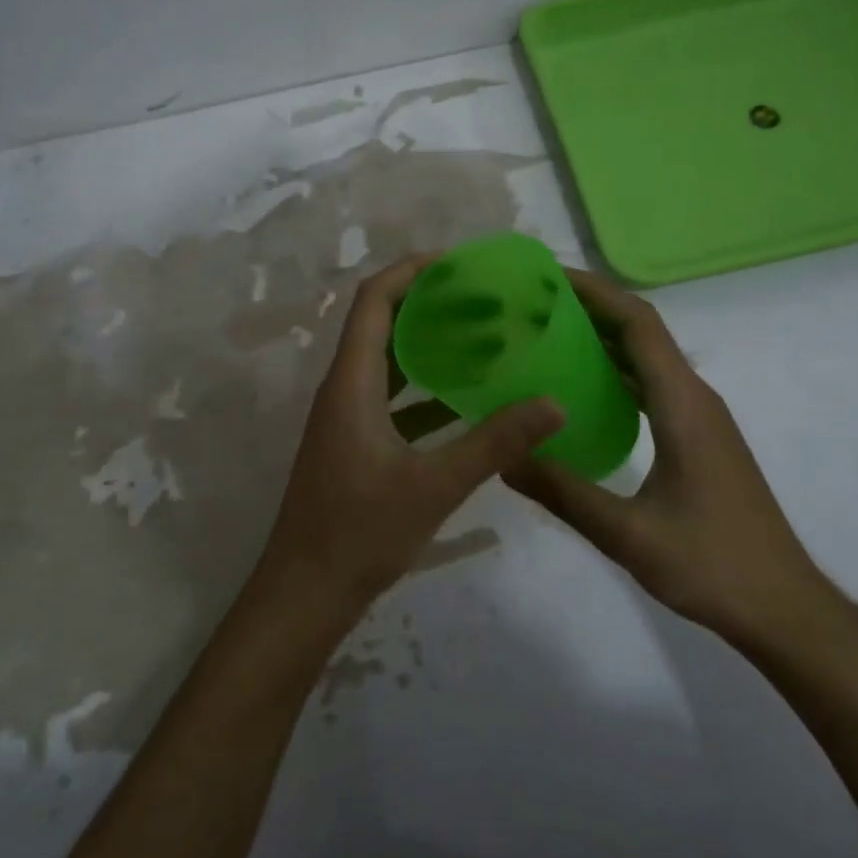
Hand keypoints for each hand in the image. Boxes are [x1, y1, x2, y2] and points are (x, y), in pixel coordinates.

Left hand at [254, 257, 564, 619]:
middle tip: (483, 298)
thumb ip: (494, 442)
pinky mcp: (355, 442)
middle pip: (381, 323)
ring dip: (428, 344)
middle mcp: (344, 388)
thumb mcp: (434, 485)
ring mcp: (347, 417)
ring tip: (482, 337)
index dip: (410, 271)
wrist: (304, 595)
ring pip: (388, 361)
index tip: (457, 263)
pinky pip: (391, 397)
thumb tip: (553, 403)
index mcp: (352, 382)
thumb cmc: (359, 533)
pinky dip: (424, 387)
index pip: (373, 301)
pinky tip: (465, 398)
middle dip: (428, 303)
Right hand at [505, 269, 845, 654]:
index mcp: (683, 404)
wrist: (785, 608)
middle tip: (534, 304)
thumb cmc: (713, 565)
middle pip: (642, 331)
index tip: (549, 278)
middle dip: (592, 308)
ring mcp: (700, 416)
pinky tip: (583, 390)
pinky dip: (617, 371)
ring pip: (648, 357)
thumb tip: (503, 459)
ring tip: (548, 334)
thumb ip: (564, 494)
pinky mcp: (700, 437)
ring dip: (604, 338)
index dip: (596, 292)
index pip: (639, 323)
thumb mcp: (628, 535)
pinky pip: (653, 384)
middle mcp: (694, 397)